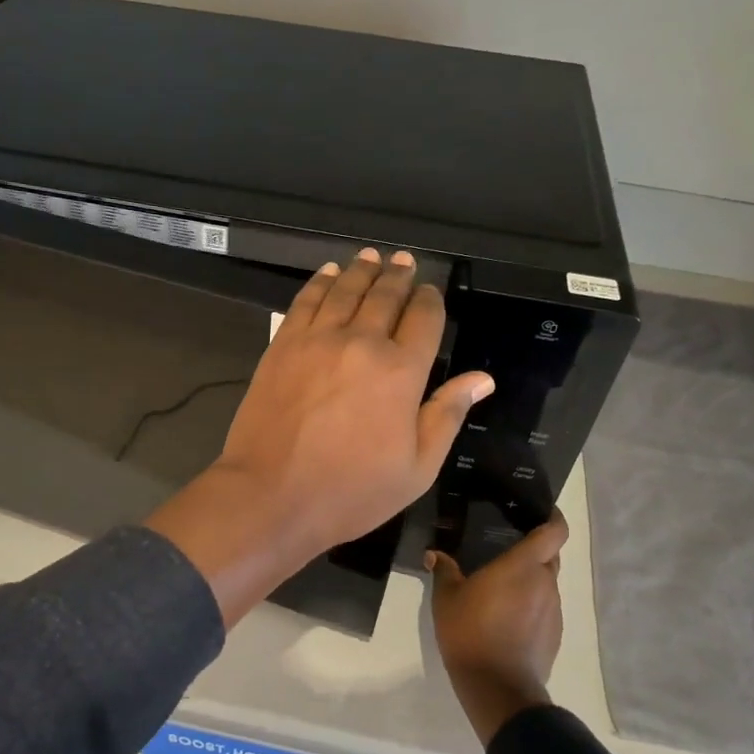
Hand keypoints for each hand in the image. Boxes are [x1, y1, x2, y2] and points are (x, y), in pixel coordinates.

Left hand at [147, 249, 493, 625]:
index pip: (424, 319)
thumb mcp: (416, 469)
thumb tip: (482, 379)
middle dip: (399, 276)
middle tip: (404, 261)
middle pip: (385, 296)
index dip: (430, 300)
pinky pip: (306, 301)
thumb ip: (446, 415)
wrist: (271, 496)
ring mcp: (317, 340)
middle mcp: (362, 343)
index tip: (430, 292)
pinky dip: (320, 282)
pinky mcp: (282, 345)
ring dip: (362, 270)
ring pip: (346, 290)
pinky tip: (329, 273)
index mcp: (402, 372)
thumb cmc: (351, 492)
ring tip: (372, 257)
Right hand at [427, 512, 568, 746]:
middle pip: (550, 555)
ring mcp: (554, 610)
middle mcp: (545, 582)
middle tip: (508, 550)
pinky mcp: (555, 634)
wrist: (497, 686)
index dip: (554, 518)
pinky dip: (531, 606)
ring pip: (547, 584)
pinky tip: (508, 619)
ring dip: (530, 581)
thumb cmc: (469, 632)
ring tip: (502, 589)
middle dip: (535, 550)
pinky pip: (545, 609)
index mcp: (523, 566)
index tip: (542, 511)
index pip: (555, 531)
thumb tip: (434, 554)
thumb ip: (444, 571)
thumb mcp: (446, 598)